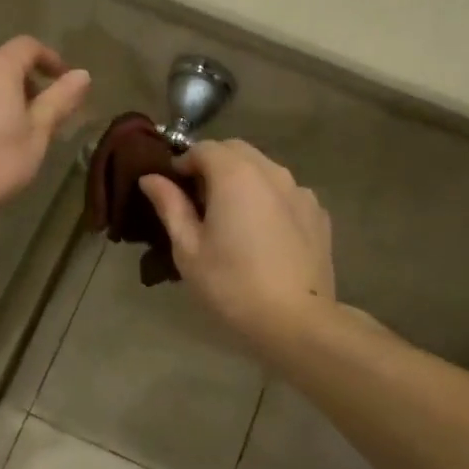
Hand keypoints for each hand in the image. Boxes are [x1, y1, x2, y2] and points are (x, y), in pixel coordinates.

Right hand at [139, 140, 333, 348]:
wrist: (296, 321)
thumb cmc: (231, 284)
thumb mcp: (188, 248)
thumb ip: (170, 206)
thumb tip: (151, 178)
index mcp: (235, 175)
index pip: (204, 148)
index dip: (184, 162)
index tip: (173, 188)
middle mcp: (272, 172)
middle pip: (237, 151)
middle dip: (214, 165)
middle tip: (199, 201)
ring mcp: (300, 192)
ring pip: (265, 170)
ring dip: (243, 180)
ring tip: (232, 217)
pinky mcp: (318, 214)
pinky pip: (286, 193)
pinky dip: (269, 199)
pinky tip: (263, 233)